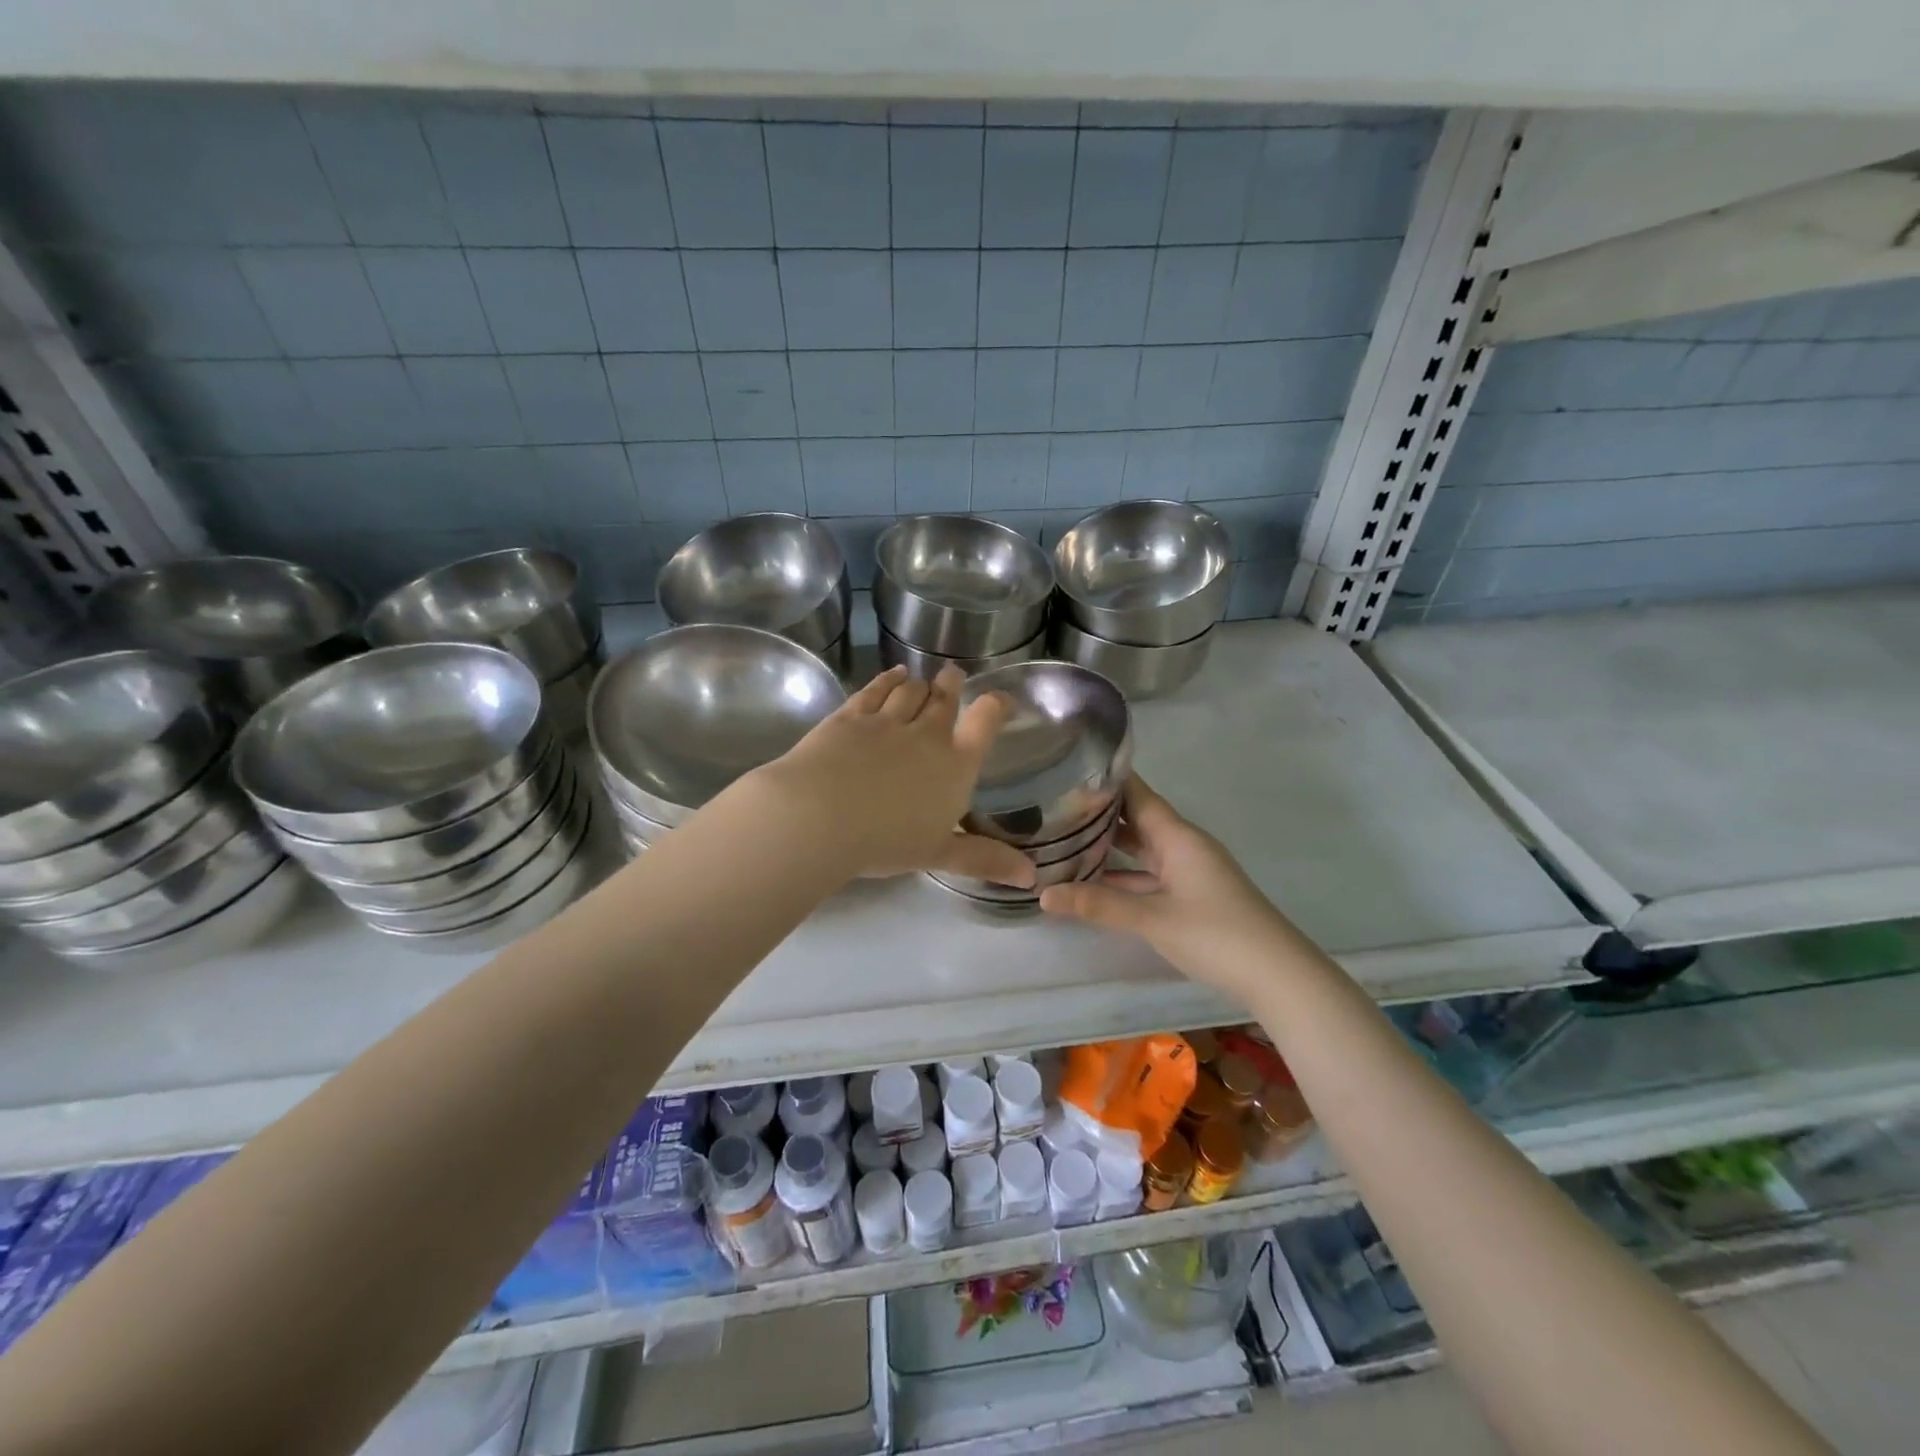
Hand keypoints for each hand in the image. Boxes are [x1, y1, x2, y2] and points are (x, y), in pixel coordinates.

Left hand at [756, 664, 1036, 886]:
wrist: (820, 815)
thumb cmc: (886, 841)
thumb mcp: (940, 854)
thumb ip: (985, 859)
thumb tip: (1033, 878)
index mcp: (955, 765)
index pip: (985, 723)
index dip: (996, 706)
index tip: (1001, 699)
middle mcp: (926, 735)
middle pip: (944, 699)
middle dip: (951, 685)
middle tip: (953, 675)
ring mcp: (886, 721)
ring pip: (910, 691)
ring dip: (919, 684)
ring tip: (922, 680)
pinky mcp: (850, 716)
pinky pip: (875, 690)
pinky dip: (887, 680)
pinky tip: (892, 675)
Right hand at [1040, 774, 1295, 1004]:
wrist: (1277, 975)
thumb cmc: (1216, 934)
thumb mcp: (1152, 918)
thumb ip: (1098, 904)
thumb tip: (1043, 894)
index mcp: (1177, 837)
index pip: (1137, 794)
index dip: (1106, 780)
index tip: (1068, 768)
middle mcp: (1183, 846)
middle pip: (1137, 819)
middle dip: (1099, 813)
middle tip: (1053, 805)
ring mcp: (1189, 871)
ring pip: (1142, 849)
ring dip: (1110, 846)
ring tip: (1064, 839)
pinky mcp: (1191, 896)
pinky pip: (1150, 875)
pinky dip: (1124, 875)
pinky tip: (1095, 882)